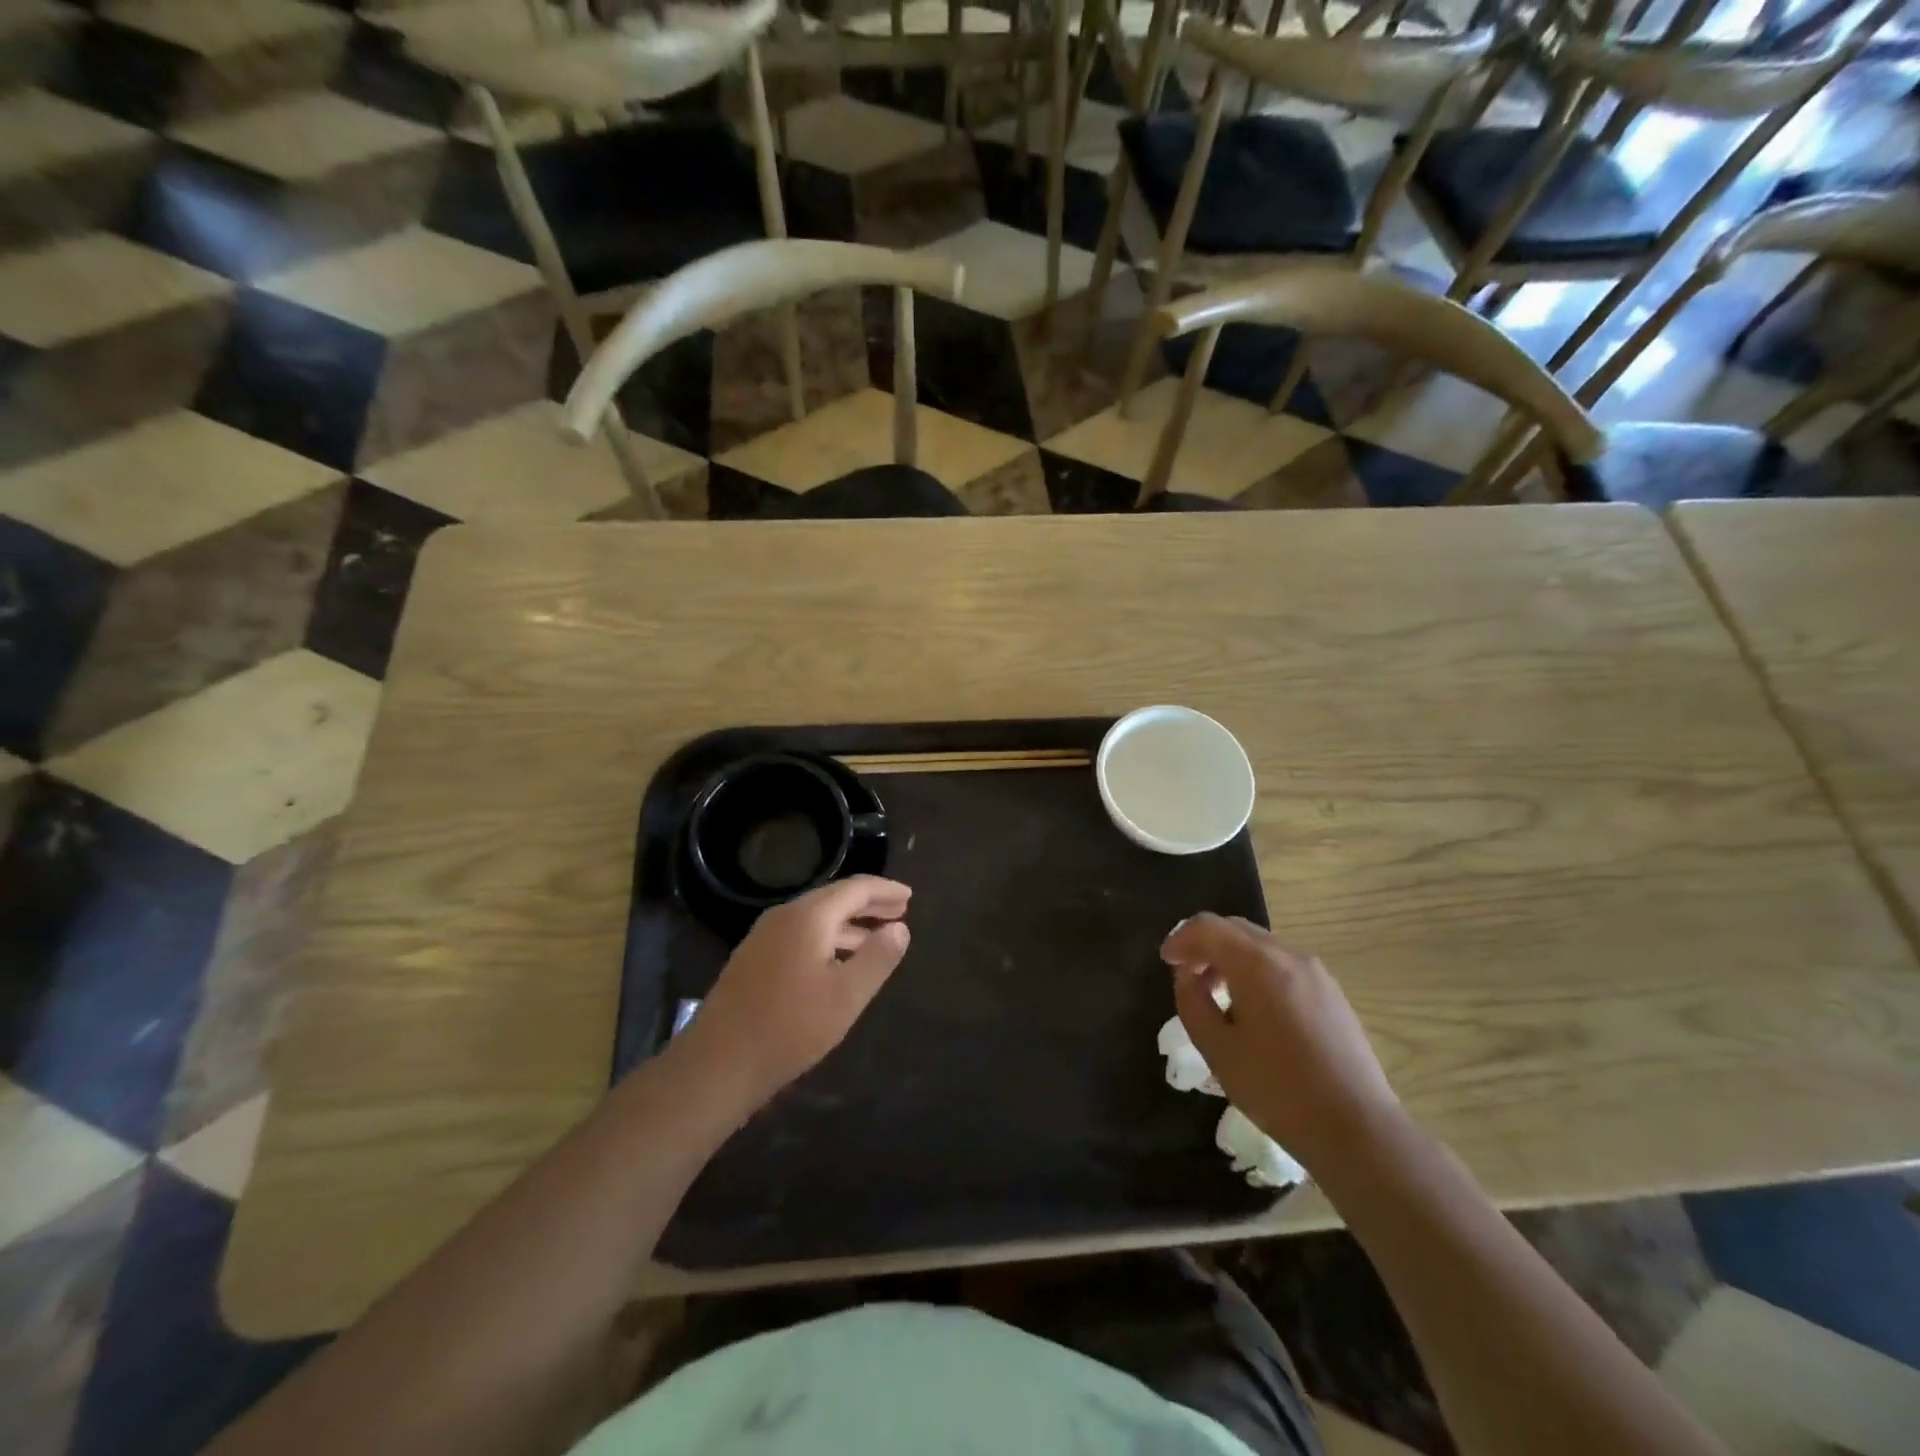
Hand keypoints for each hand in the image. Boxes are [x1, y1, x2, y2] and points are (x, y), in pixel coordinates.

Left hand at [680, 876, 911, 1104]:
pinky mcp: (754, 959)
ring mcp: (764, 937)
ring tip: (877, 938)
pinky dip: (828, 939)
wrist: (718, 1064)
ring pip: (816, 919)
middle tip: (900, 910)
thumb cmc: (790, 1027)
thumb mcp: (847, 996)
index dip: (885, 890)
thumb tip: (900, 928)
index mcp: (808, 916)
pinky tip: (838, 963)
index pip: (855, 888)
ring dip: (850, 925)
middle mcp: (784, 916)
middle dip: (869, 904)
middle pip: (834, 899)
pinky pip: (800, 935)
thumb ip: (877, 958)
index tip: (909, 896)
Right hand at [1163, 914, 1402, 1175]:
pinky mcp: (1333, 994)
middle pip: (1236, 929)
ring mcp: (1316, 973)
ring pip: (1261, 946)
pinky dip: (1258, 972)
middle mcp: (1289, 955)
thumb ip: (1193, 1003)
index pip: (1208, 927)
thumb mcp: (1218, 1050)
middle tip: (1187, 976)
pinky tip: (1255, 1012)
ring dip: (1232, 959)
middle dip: (1206, 945)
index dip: (1180, 939)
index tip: (1166, 962)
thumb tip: (1188, 977)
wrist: (1358, 1129)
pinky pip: (1283, 966)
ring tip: (1219, 998)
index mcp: (1257, 963)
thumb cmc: (1278, 1090)